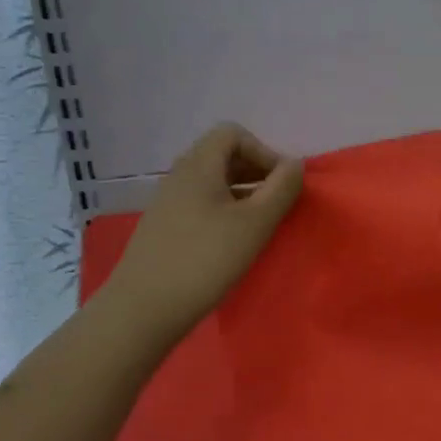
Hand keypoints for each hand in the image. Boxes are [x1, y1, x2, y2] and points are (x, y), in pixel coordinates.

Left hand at [104, 124, 303, 343]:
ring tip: (260, 225)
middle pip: (222, 156)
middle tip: (276, 204)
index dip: (263, 151)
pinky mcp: (163, 227)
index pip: (233, 134)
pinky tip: (232, 242)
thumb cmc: (206, 259)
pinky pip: (199, 204)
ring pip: (212, 182)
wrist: (145, 307)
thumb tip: (295, 164)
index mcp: (199, 165)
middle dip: (255, 172)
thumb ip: (281, 189)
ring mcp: (167, 202)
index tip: (280, 185)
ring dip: (241, 194)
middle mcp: (179, 175)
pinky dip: (223, 211)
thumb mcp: (255, 223)